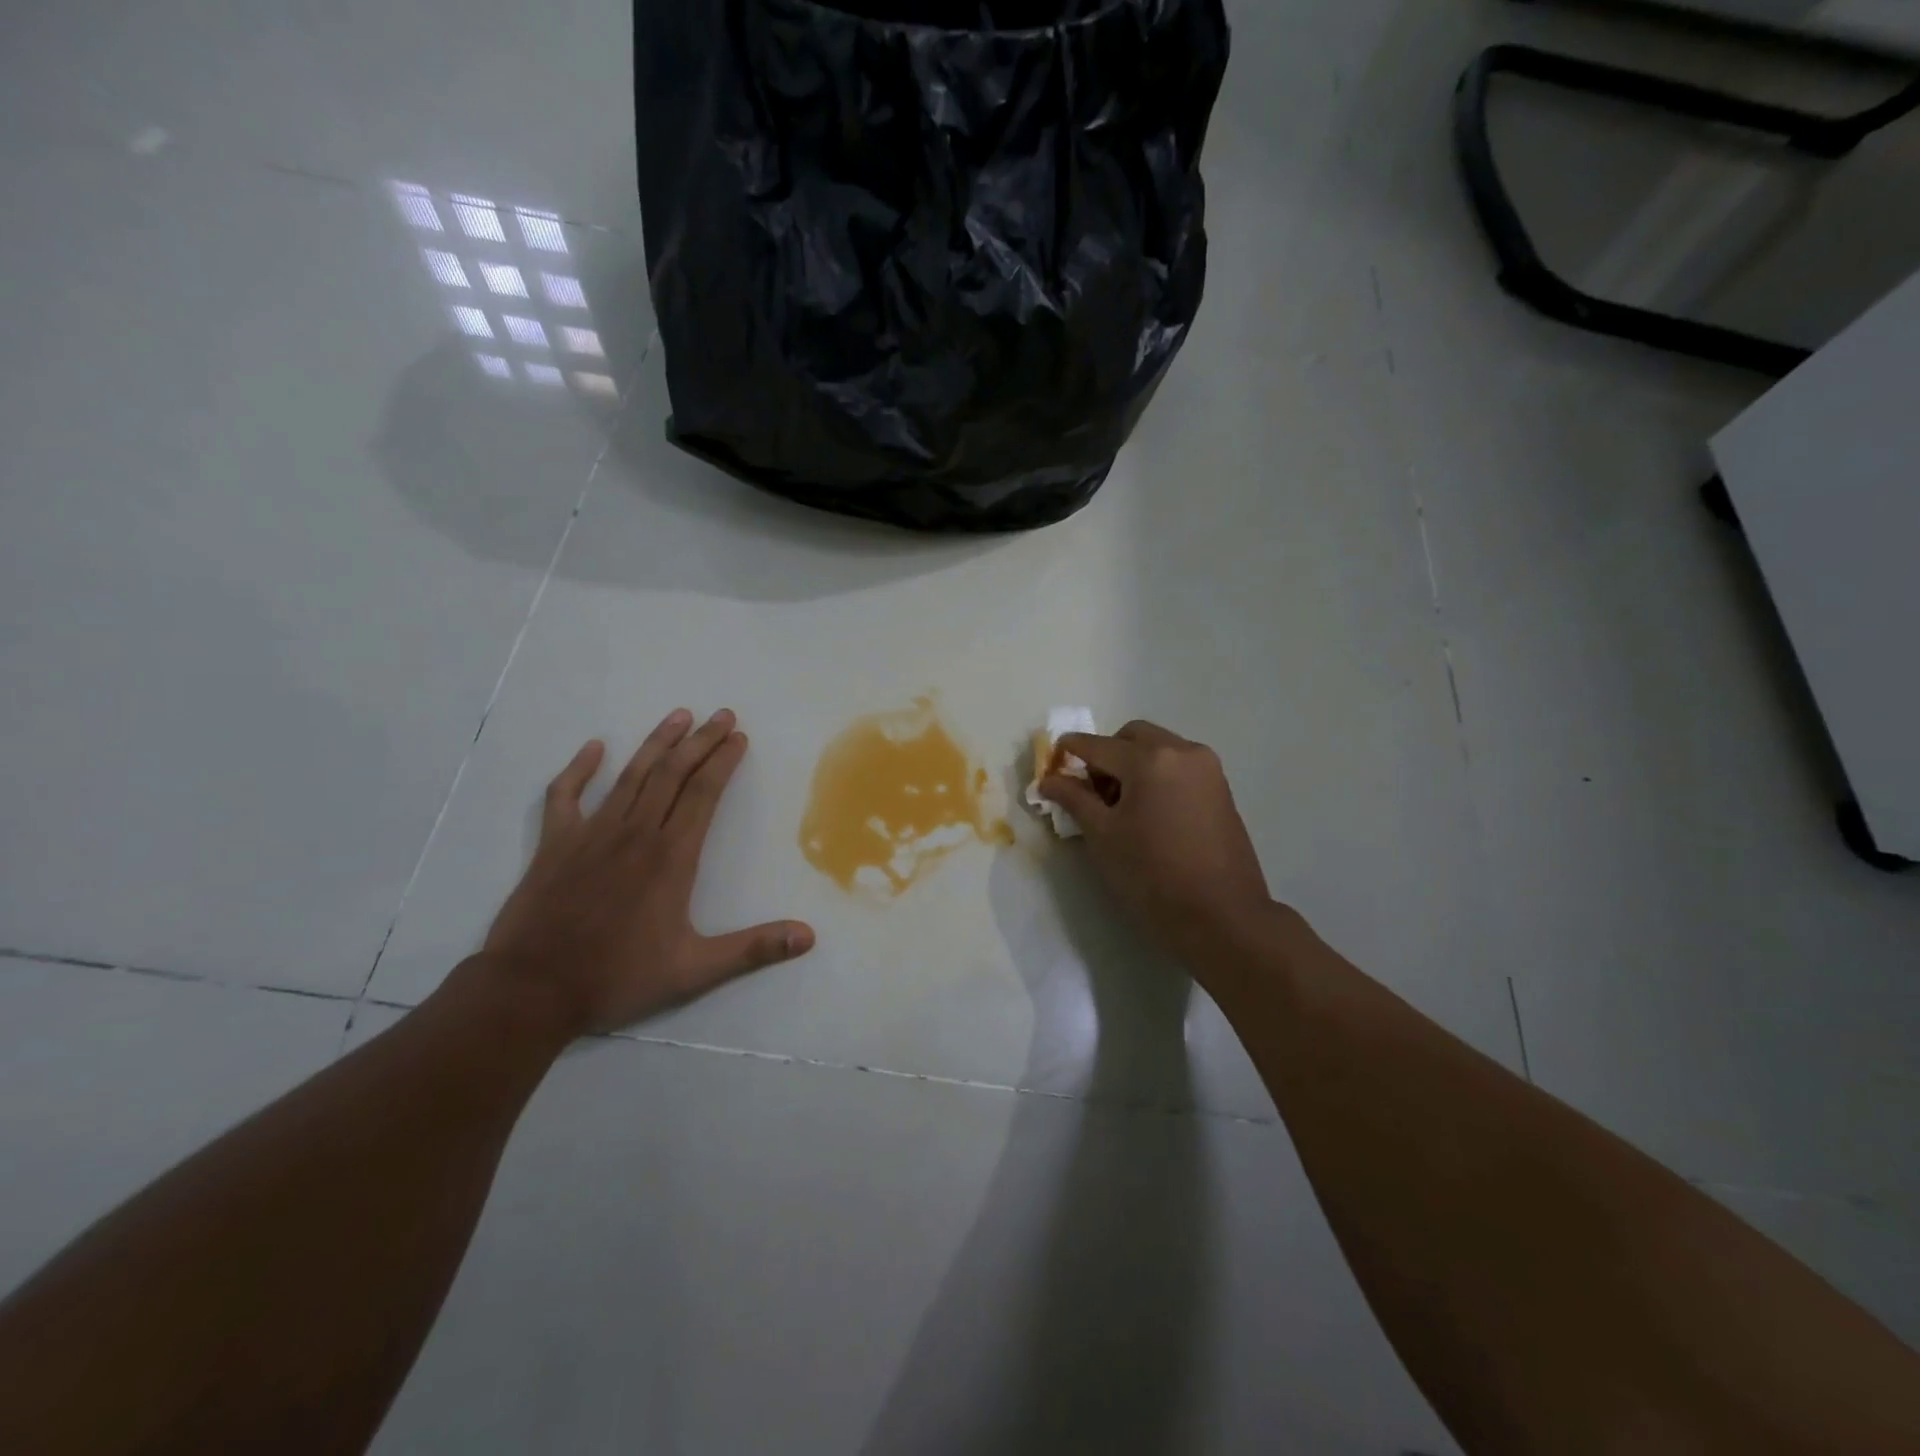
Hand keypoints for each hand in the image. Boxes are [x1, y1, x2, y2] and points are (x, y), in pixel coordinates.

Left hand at [482, 708, 814, 1036]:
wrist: (531, 990)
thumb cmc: (617, 977)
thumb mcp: (694, 971)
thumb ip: (753, 948)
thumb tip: (809, 937)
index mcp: (671, 857)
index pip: (704, 794)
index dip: (724, 762)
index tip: (739, 737)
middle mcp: (636, 833)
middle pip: (673, 774)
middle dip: (701, 741)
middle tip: (722, 714)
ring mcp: (591, 833)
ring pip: (631, 776)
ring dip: (657, 743)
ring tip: (679, 715)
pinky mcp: (555, 843)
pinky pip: (565, 795)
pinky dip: (579, 769)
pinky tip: (594, 748)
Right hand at [1039, 720, 1278, 974]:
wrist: (1222, 917)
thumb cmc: (1152, 876)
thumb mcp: (1103, 836)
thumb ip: (1074, 799)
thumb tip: (1049, 779)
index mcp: (1149, 759)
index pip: (1097, 745)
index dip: (1069, 752)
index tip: (1051, 763)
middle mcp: (1182, 751)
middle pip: (1132, 737)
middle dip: (1106, 754)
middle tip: (1091, 791)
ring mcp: (1207, 769)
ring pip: (1159, 748)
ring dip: (1134, 764)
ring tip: (1121, 807)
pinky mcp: (1221, 789)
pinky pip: (1179, 767)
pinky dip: (1157, 776)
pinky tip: (1149, 813)